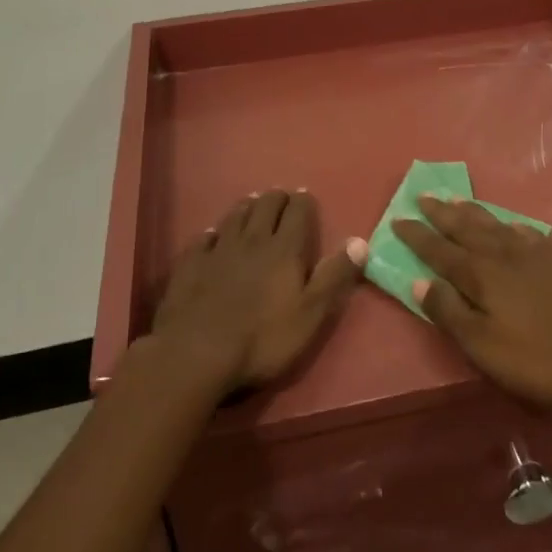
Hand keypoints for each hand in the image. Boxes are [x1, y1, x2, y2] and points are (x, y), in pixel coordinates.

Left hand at [152, 190, 364, 395]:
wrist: (197, 353)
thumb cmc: (263, 339)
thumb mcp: (311, 314)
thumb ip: (335, 277)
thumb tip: (360, 241)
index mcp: (284, 249)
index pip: (298, 212)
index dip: (303, 202)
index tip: (305, 197)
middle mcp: (252, 240)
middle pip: (265, 206)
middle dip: (276, 198)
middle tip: (281, 198)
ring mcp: (218, 250)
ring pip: (235, 216)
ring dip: (247, 207)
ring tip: (253, 204)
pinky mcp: (191, 264)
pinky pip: (204, 238)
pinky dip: (213, 233)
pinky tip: (213, 235)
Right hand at [393, 196, 551, 406]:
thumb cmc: (537, 357)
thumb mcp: (483, 346)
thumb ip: (449, 312)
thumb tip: (419, 280)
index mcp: (479, 275)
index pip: (439, 250)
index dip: (417, 235)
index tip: (398, 218)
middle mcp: (501, 254)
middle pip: (464, 227)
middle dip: (440, 213)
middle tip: (423, 195)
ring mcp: (533, 252)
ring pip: (493, 223)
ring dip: (471, 211)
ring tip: (455, 198)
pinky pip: (524, 231)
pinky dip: (508, 224)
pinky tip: (507, 223)